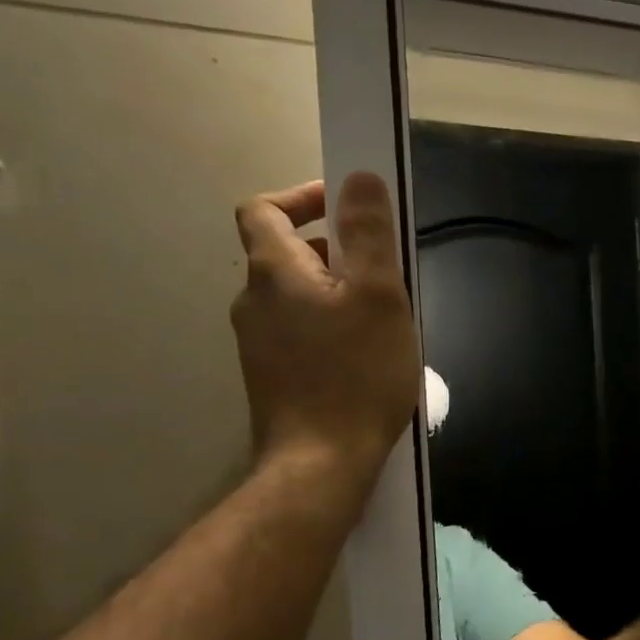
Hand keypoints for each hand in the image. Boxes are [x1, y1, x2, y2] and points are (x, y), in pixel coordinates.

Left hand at [230, 174, 419, 484]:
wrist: (322, 461)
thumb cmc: (356, 373)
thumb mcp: (378, 296)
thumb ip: (369, 235)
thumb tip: (361, 177)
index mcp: (274, 273)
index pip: (265, 209)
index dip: (303, 196)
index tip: (348, 206)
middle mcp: (254, 301)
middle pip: (286, 254)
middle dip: (335, 250)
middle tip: (384, 271)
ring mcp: (259, 342)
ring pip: (298, 296)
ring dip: (337, 291)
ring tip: (385, 318)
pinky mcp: (274, 375)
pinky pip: (301, 330)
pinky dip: (331, 325)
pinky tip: (366, 356)